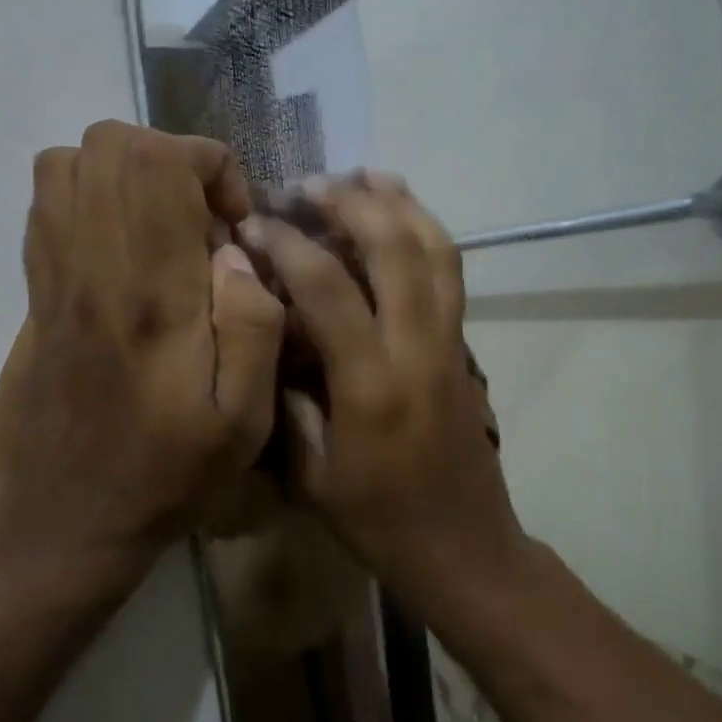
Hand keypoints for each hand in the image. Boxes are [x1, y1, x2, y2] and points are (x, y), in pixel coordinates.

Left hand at [0, 122, 284, 583]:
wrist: (66, 519)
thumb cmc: (167, 476)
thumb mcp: (243, 423)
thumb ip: (254, 328)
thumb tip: (237, 255)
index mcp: (152, 295)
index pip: (160, 164)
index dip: (209, 167)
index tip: (235, 223)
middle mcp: (94, 269)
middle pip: (110, 145)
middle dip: (172, 160)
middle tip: (203, 220)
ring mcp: (53, 278)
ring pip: (68, 163)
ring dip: (128, 176)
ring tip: (165, 229)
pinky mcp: (34, 295)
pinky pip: (46, 206)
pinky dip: (91, 199)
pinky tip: (127, 252)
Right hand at [241, 175, 524, 596]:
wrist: (463, 546)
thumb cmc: (378, 522)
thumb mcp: (311, 475)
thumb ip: (289, 401)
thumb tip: (274, 335)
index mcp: (371, 387)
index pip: (329, 288)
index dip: (288, 244)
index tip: (255, 226)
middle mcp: (418, 351)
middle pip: (394, 247)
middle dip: (349, 202)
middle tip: (307, 186)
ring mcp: (451, 344)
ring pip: (437, 249)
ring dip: (399, 203)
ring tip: (362, 175)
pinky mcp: (466, 348)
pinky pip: (451, 273)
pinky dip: (427, 231)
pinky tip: (401, 216)